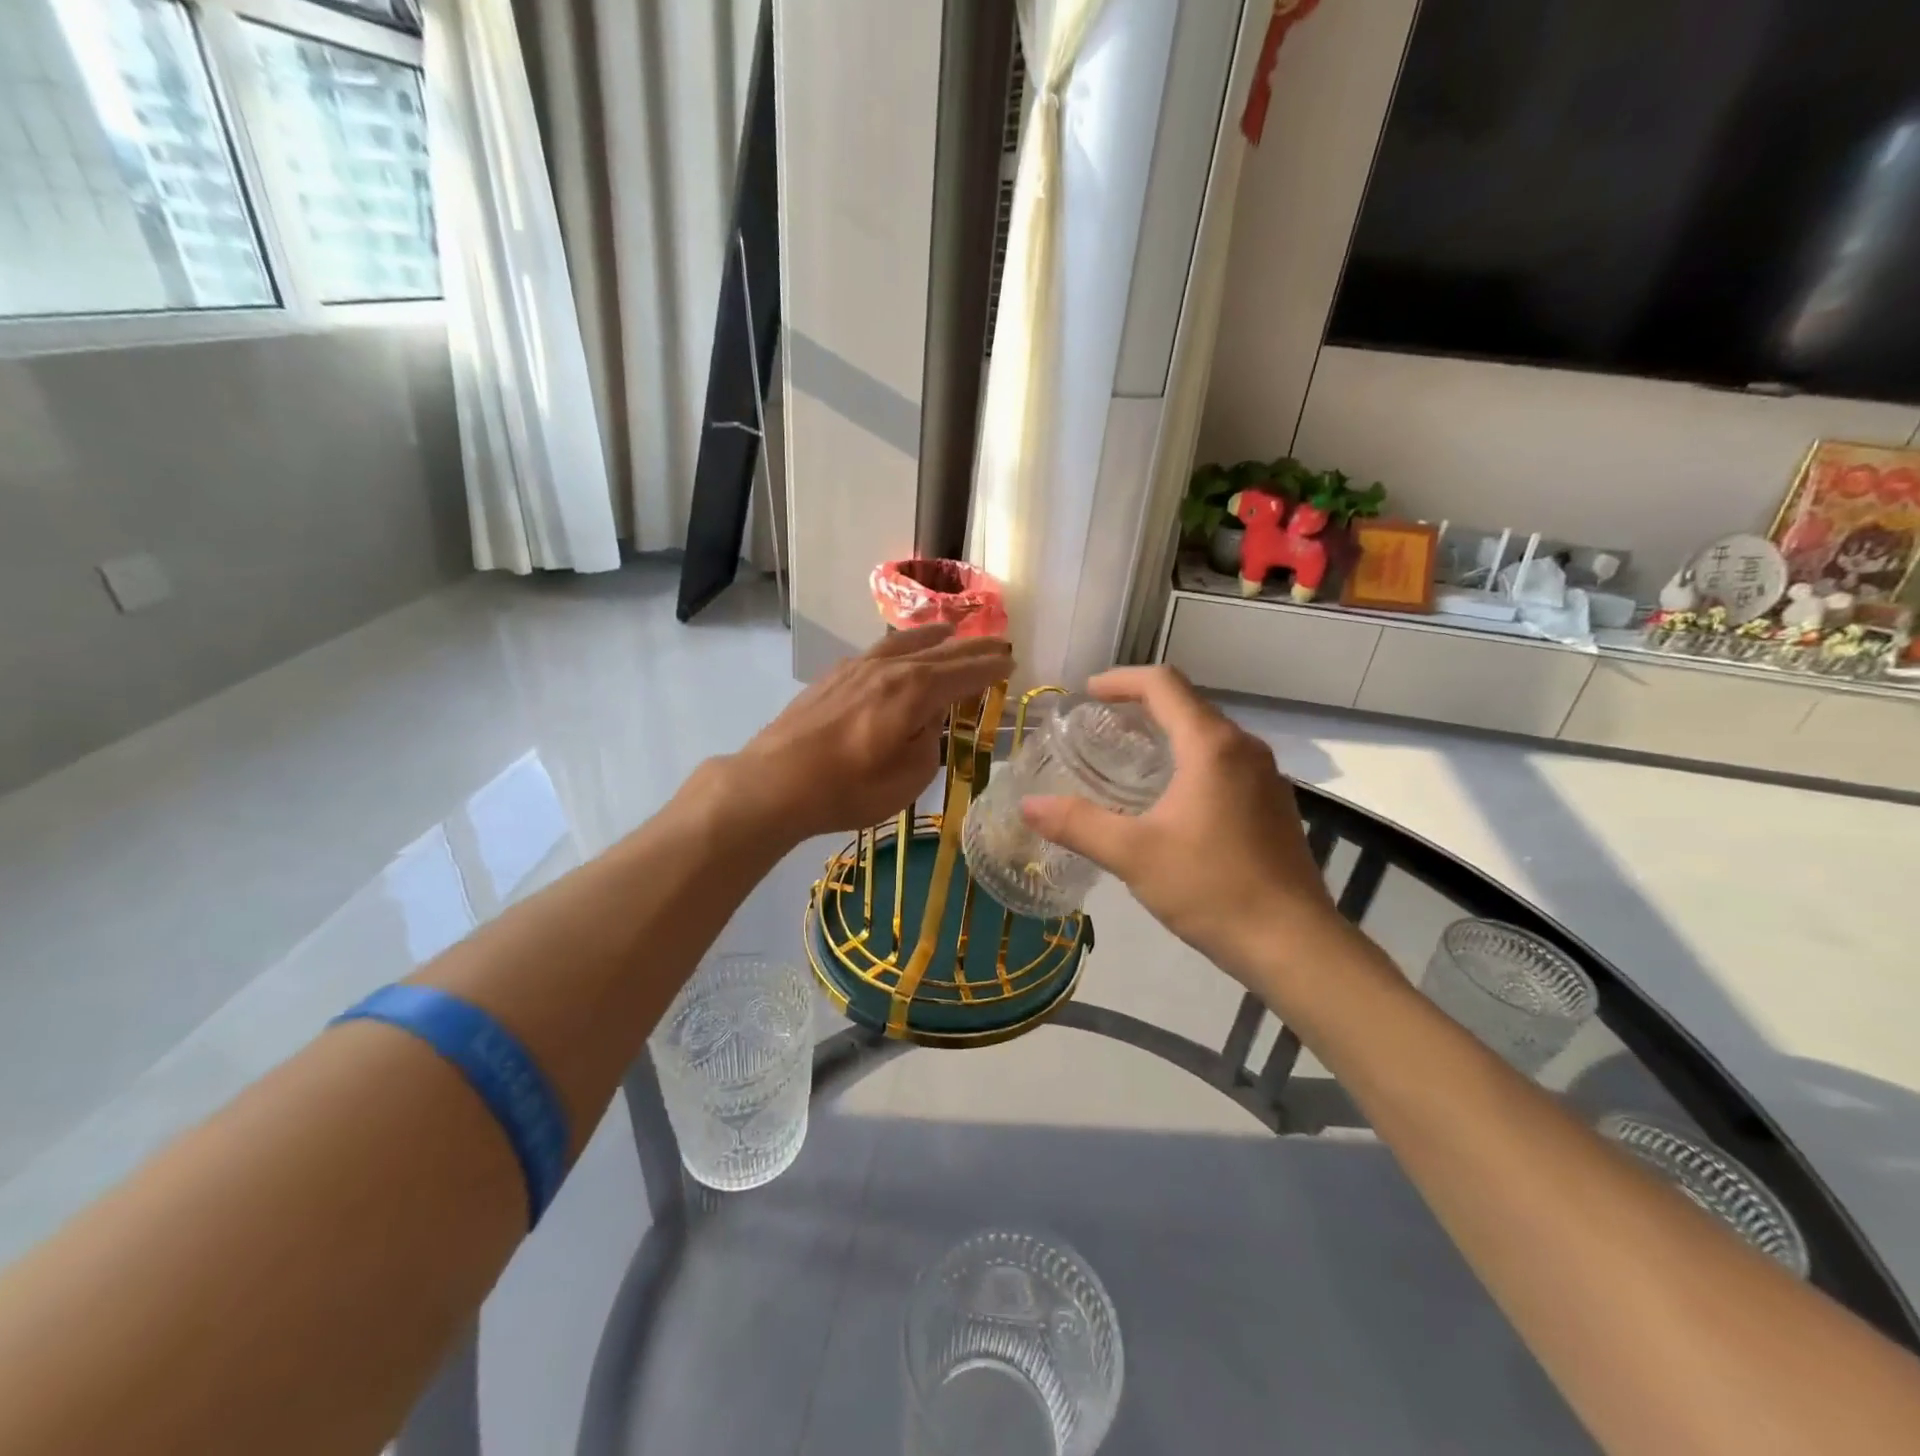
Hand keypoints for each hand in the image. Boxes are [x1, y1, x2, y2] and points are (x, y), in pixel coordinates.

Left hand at [731, 625, 1012, 840]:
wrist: (774, 782)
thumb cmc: (848, 788)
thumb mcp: (908, 778)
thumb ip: (929, 740)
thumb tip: (930, 719)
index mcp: (915, 690)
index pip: (964, 673)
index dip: (990, 667)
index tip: (1011, 661)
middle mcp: (890, 668)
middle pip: (940, 651)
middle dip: (971, 647)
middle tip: (997, 642)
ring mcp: (858, 668)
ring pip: (905, 642)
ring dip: (934, 636)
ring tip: (950, 631)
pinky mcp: (834, 676)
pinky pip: (879, 650)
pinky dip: (901, 645)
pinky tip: (898, 652)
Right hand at [1020, 666, 1344, 984]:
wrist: (1294, 944)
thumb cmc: (1212, 888)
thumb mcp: (1133, 854)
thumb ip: (1077, 824)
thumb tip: (1028, 805)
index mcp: (1211, 746)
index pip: (1163, 684)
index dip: (1121, 680)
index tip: (1087, 694)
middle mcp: (1244, 749)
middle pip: (1188, 704)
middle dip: (1141, 706)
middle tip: (1099, 727)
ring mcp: (1266, 777)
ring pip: (1209, 735)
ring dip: (1167, 734)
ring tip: (1128, 759)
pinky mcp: (1274, 805)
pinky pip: (1225, 763)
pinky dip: (1190, 761)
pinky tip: (1170, 800)